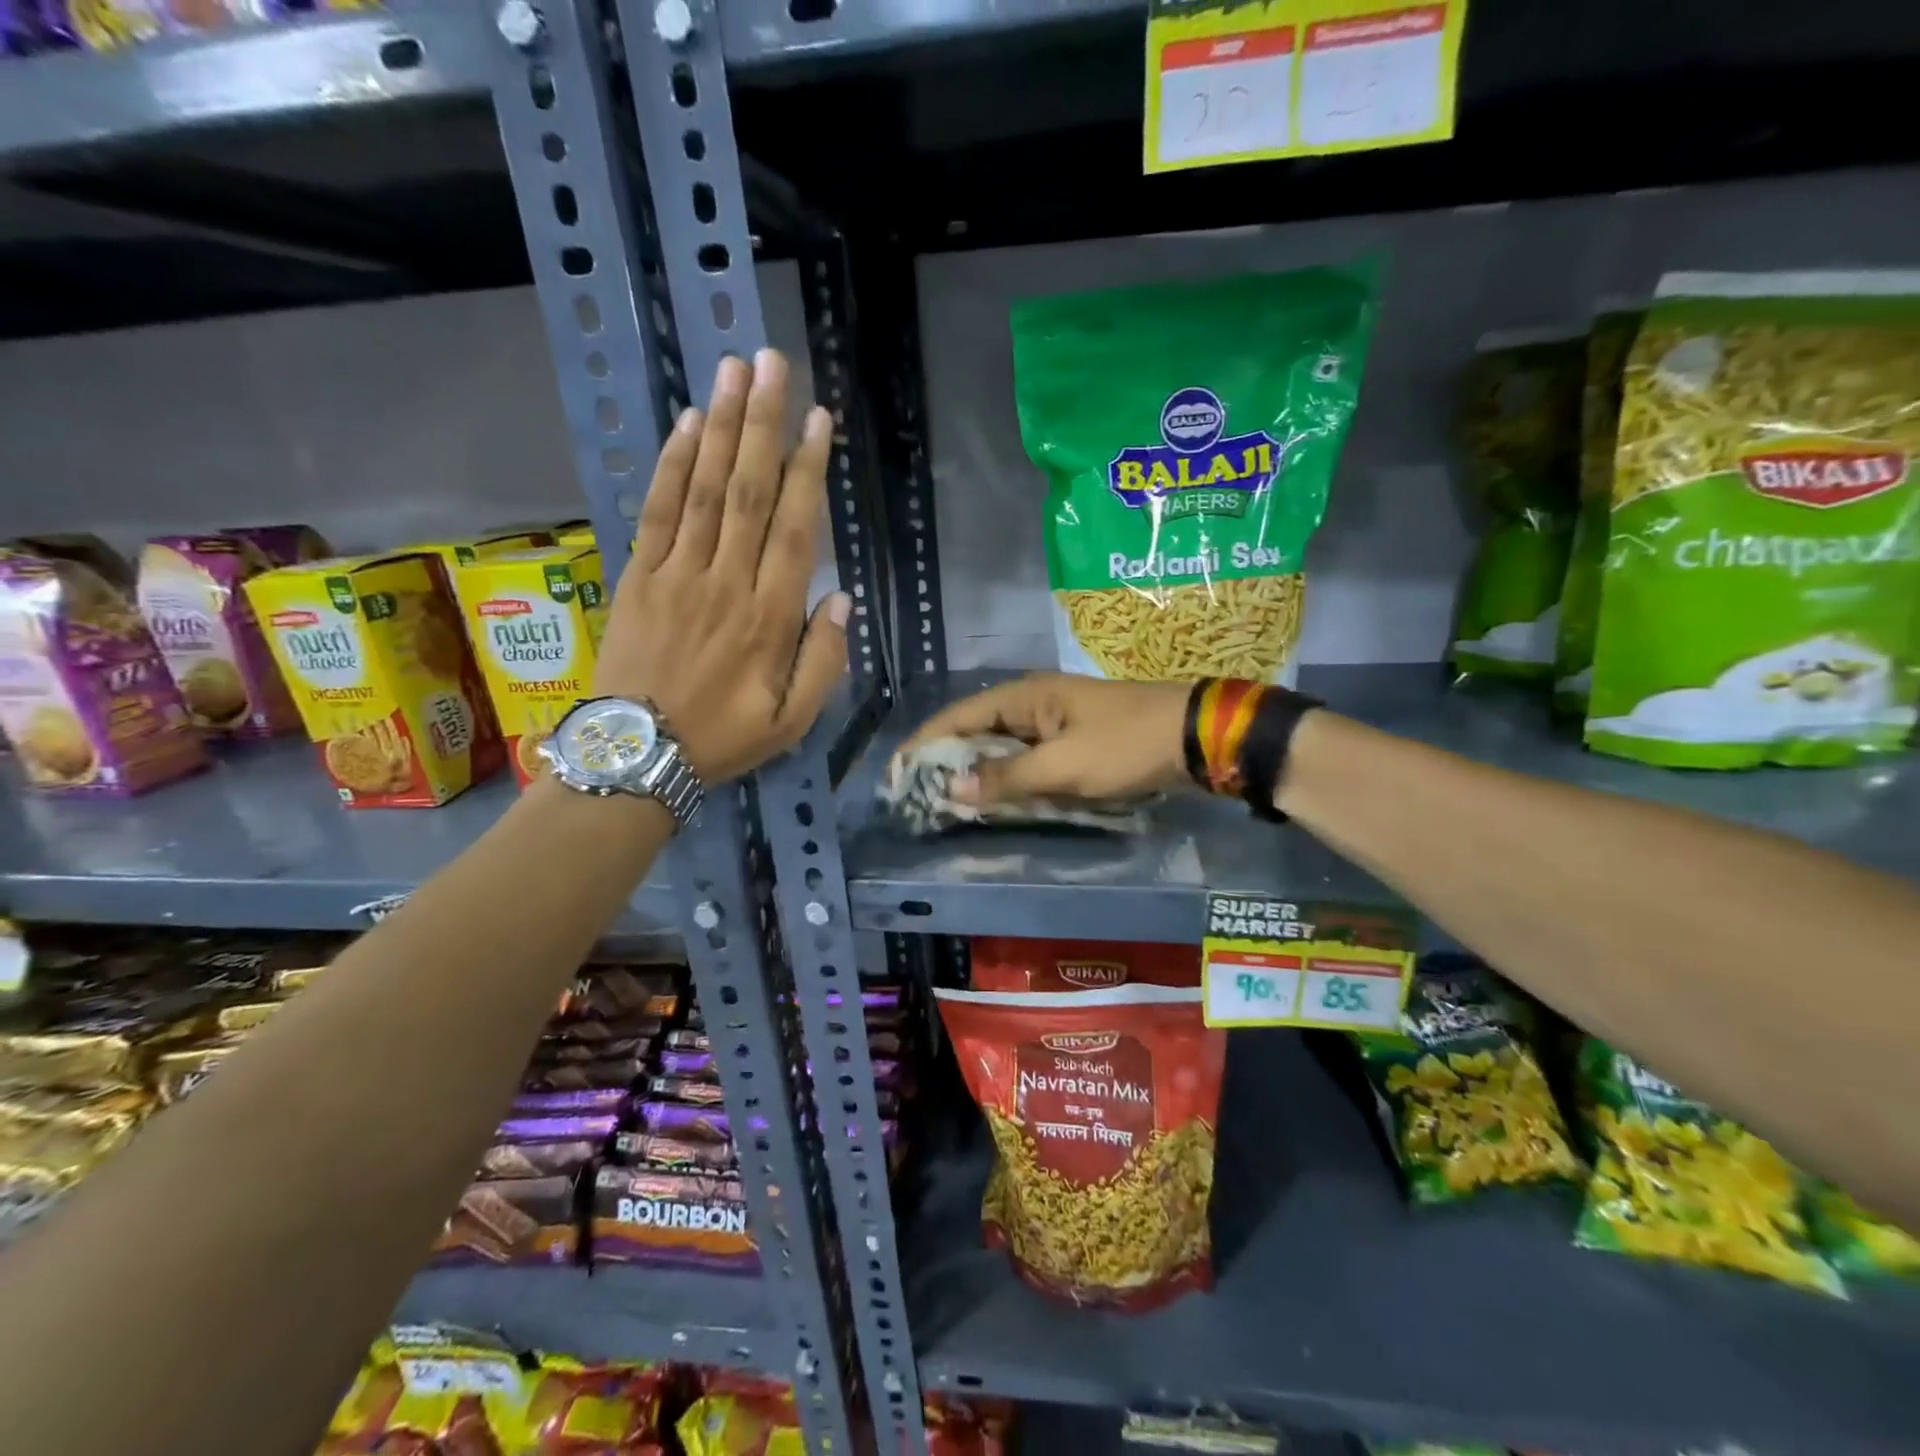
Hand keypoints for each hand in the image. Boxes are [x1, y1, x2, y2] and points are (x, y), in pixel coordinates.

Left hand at [594, 349, 848, 782]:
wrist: (635, 756)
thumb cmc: (723, 739)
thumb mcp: (792, 721)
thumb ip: (823, 662)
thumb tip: (842, 600)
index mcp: (769, 619)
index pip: (795, 531)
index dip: (808, 471)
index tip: (820, 420)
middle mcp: (726, 584)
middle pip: (749, 492)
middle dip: (764, 424)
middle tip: (774, 364)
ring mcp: (677, 575)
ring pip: (705, 490)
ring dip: (721, 428)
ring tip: (735, 372)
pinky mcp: (638, 576)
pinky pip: (658, 512)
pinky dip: (673, 466)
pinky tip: (687, 426)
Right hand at [900, 672, 1191, 804]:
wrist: (1194, 738)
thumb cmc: (1125, 745)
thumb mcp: (1064, 766)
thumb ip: (1007, 778)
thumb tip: (951, 791)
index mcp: (1024, 696)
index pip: (958, 717)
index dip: (925, 744)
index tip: (896, 773)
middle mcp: (1032, 704)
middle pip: (975, 731)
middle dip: (946, 762)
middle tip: (916, 796)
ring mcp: (1053, 723)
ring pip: (1000, 748)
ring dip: (976, 773)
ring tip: (945, 803)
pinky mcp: (1071, 742)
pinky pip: (1026, 760)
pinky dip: (1007, 779)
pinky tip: (994, 800)